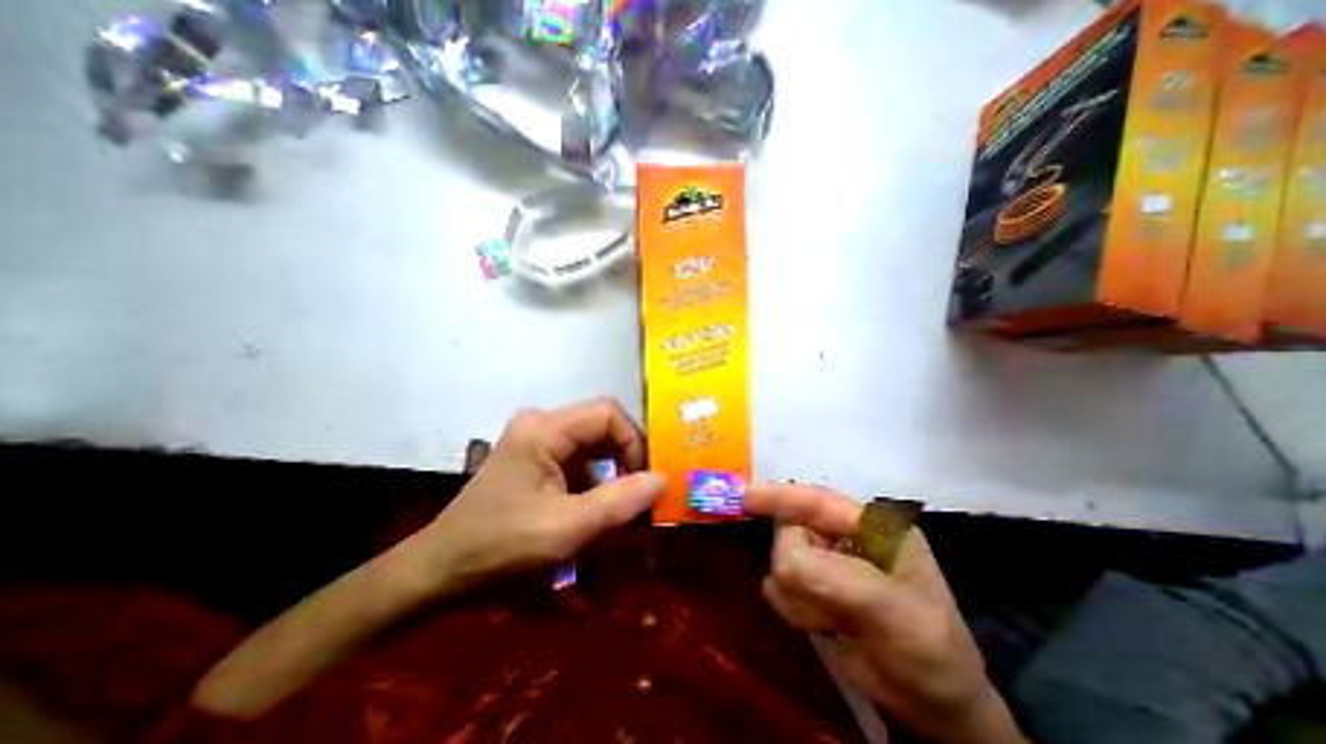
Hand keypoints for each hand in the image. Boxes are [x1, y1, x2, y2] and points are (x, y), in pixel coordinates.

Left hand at [420, 399, 669, 594]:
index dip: (634, 441)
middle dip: (626, 460)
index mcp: (544, 429)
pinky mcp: (536, 459)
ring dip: (613, 474)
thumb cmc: (498, 548)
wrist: (438, 573)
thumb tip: (663, 478)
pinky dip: (597, 483)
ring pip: (593, 445)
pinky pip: (580, 461)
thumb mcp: (565, 529)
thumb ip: (618, 501)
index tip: (644, 480)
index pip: (608, 413)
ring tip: (623, 507)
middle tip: (640, 494)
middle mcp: (542, 424)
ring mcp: (537, 441)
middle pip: (602, 427)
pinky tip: (598, 510)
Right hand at [745, 481, 1023, 743]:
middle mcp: (845, 536)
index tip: (743, 497)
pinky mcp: (814, 586)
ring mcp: (828, 561)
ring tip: (833, 621)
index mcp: (873, 525)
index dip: (779, 496)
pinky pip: (781, 586)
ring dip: (799, 596)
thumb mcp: (895, 614)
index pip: (817, 501)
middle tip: (826, 608)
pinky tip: (821, 625)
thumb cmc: (929, 652)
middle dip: (798, 569)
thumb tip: (783, 562)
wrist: (932, 707)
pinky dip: (794, 607)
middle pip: (792, 531)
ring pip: (783, 560)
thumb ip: (838, 579)